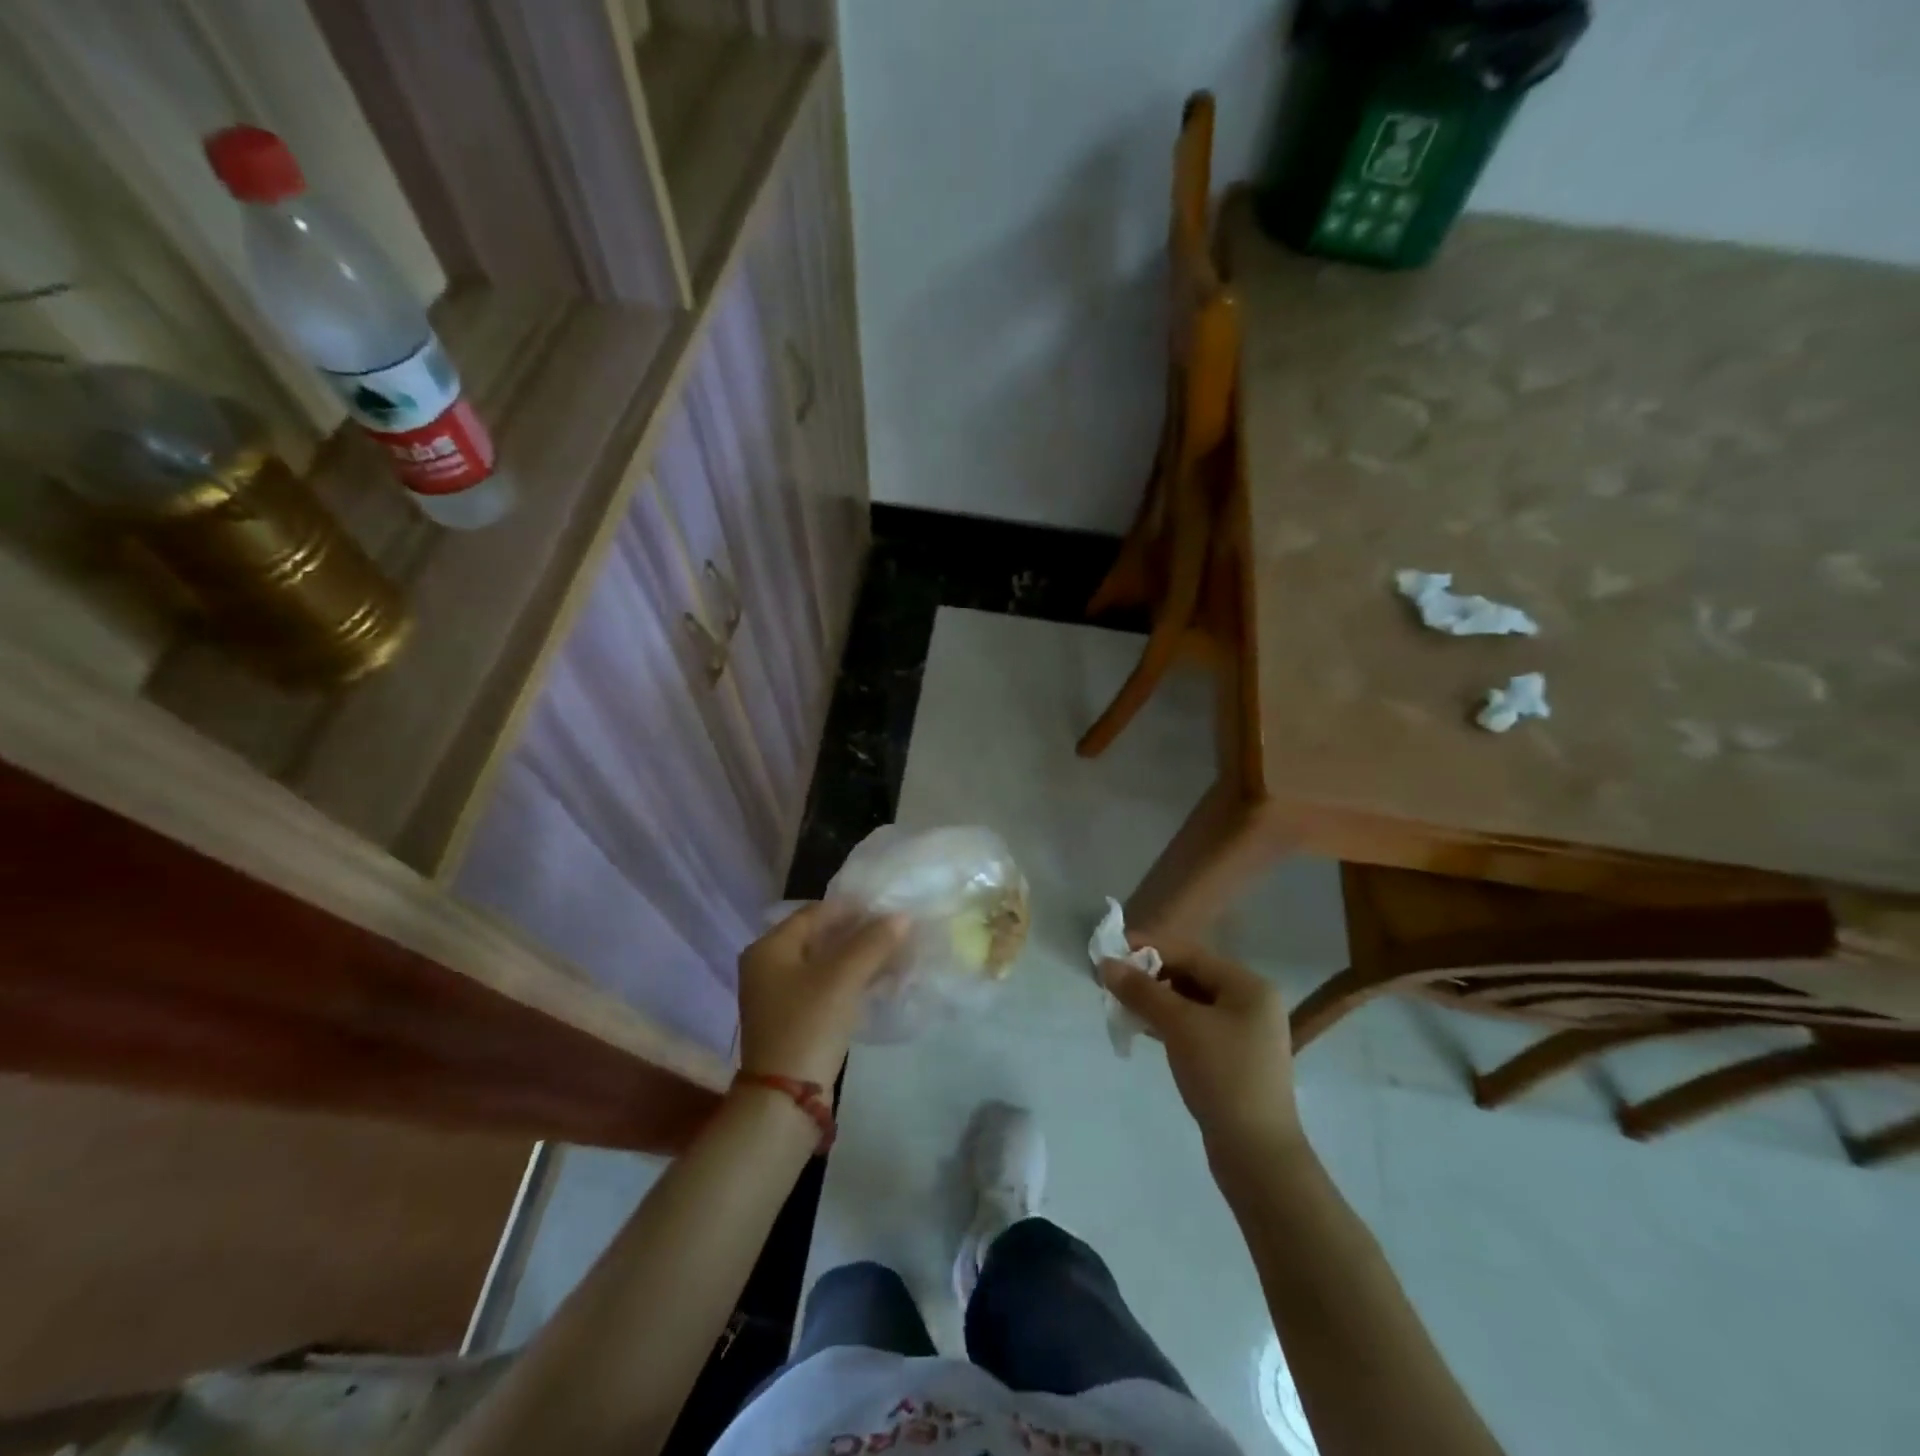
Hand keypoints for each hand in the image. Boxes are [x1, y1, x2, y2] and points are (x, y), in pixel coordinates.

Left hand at [738, 903, 908, 1084]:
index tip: (887, 908)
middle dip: (857, 933)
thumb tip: (902, 916)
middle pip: (818, 937)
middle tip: (893, 931)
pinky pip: (822, 986)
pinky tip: (875, 981)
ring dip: (855, 957)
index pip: (815, 913)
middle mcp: (766, 966)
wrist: (785, 1099)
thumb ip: (873, 942)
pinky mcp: (790, 1019)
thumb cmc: (809, 1024)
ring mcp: (776, 995)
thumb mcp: (843, 978)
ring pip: (822, 963)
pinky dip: (847, 980)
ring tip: (892, 954)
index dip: (852, 908)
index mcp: (769, 947)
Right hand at [1103, 937, 1302, 1160]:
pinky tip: (1143, 1029)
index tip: (1111, 951)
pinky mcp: (1234, 1058)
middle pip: (1191, 975)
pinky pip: (1195, 1026)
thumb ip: (1142, 991)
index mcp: (1248, 986)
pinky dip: (1169, 1023)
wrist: (1257, 1154)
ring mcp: (1245, 1032)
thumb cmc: (1222, 1076)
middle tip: (1113, 984)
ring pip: (1191, 1003)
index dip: (1149, 948)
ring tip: (1122, 1006)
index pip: (1191, 953)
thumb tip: (1106, 964)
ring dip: (1156, 1001)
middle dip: (1150, 977)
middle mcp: (1251, 1002)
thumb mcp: (1179, 1026)